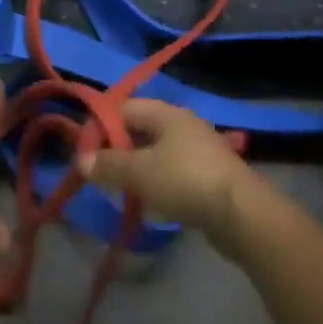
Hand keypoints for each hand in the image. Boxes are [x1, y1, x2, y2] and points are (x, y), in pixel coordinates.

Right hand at [79, 99, 261, 257]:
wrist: (242, 215)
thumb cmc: (185, 181)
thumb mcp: (139, 172)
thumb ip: (108, 165)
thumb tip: (80, 160)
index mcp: (166, 113)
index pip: (124, 108)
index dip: (101, 126)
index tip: (85, 151)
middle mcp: (183, 125)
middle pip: (140, 129)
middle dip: (118, 149)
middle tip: (100, 172)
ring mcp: (198, 150)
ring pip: (156, 152)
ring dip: (137, 168)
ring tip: (120, 189)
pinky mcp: (208, 175)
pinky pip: (172, 171)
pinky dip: (157, 182)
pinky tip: (149, 201)